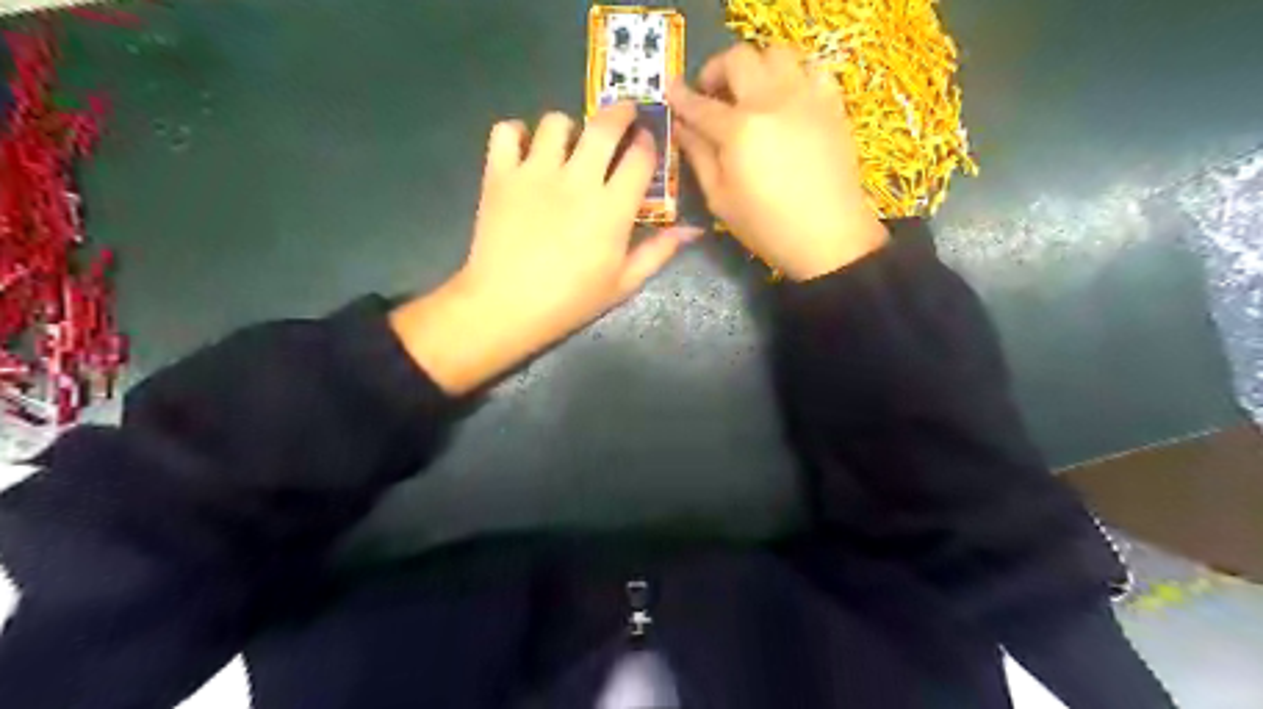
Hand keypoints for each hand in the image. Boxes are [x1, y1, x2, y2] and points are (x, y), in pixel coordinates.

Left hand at [390, 103, 700, 395]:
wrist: (505, 307)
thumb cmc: (570, 301)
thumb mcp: (623, 284)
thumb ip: (659, 252)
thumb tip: (693, 229)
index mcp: (612, 208)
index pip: (640, 157)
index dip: (649, 142)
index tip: (647, 142)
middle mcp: (577, 180)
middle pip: (605, 125)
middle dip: (620, 112)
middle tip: (622, 116)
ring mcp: (535, 172)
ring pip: (556, 122)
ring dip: (568, 128)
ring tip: (567, 145)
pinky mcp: (499, 174)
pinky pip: (507, 130)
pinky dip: (517, 133)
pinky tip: (525, 150)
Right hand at [670, 41, 885, 281]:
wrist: (828, 236)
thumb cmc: (766, 226)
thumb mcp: (720, 199)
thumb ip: (698, 157)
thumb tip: (682, 128)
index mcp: (739, 131)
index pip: (700, 104)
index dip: (681, 97)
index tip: (671, 91)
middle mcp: (771, 101)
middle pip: (738, 58)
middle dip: (717, 70)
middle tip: (712, 94)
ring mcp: (806, 97)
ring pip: (776, 52)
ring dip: (755, 67)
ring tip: (750, 93)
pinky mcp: (831, 104)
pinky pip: (811, 69)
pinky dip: (793, 76)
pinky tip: (786, 101)